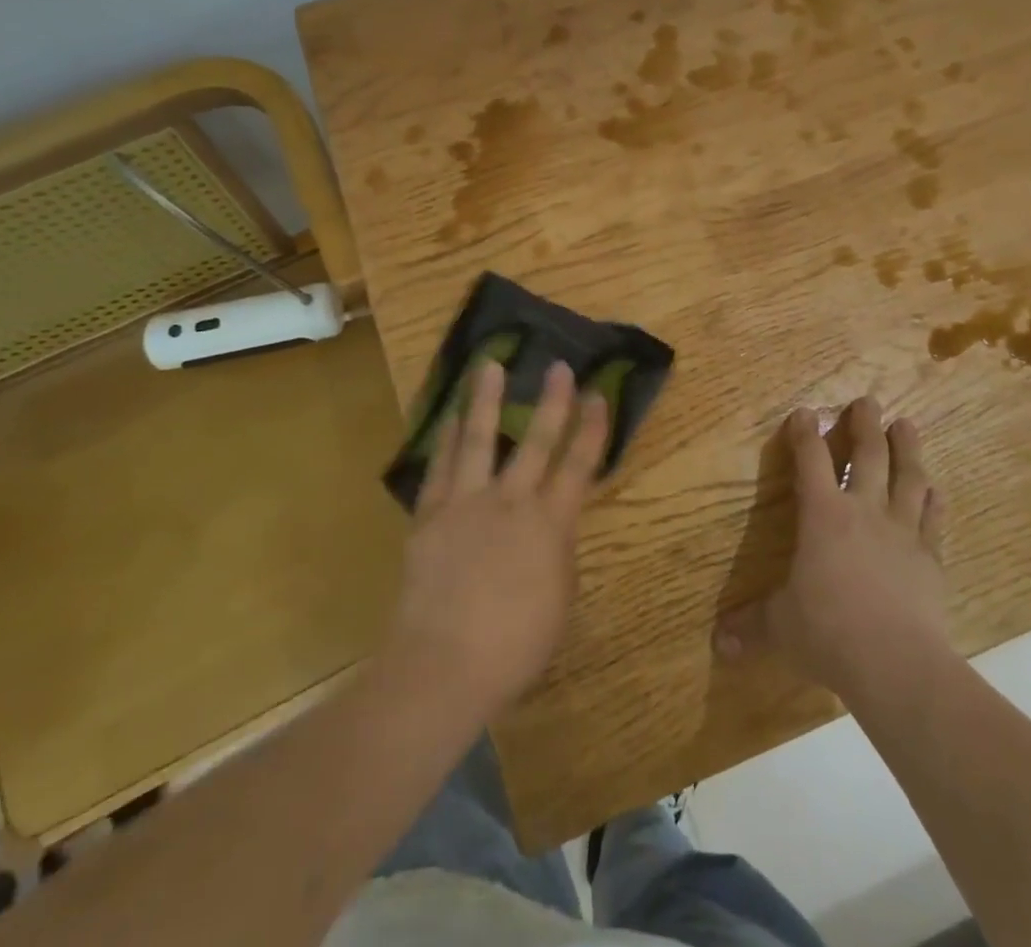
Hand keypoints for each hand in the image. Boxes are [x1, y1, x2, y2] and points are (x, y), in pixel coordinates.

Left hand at [386, 358, 608, 718]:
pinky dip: (448, 437)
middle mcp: (511, 501)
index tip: (598, 394)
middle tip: (557, 365)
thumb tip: (549, 528)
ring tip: (488, 364)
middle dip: (551, 401)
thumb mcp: (558, 600)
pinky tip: (451, 415)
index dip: (592, 428)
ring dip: (485, 398)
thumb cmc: (514, 646)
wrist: (444, 665)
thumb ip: (556, 553)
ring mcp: (467, 503)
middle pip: (536, 440)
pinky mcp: (431, 514)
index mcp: (551, 524)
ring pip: (480, 438)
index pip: (579, 465)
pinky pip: (441, 465)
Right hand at [715, 398, 948, 700]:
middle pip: (868, 455)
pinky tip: (934, 488)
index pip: (811, 461)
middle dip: (866, 425)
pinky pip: (933, 518)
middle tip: (869, 400)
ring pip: (908, 477)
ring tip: (906, 424)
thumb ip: (750, 627)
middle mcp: (864, 511)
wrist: (897, 663)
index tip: (805, 412)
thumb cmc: (828, 632)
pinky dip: (932, 499)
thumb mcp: (779, 628)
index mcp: (823, 515)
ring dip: (907, 448)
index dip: (805, 433)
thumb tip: (716, 643)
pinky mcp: (930, 557)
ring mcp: (902, 531)